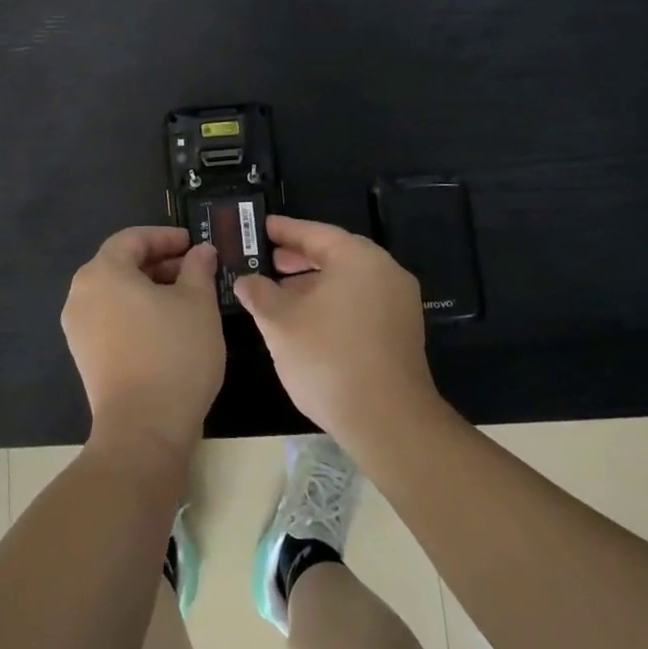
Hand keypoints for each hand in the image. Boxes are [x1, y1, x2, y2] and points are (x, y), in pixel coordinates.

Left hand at [63, 227, 225, 464]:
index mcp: (103, 272)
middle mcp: (81, 294)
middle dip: (158, 262)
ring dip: (148, 288)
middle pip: (120, 264)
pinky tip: (166, 326)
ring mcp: (78, 327)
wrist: (143, 430)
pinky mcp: (84, 356)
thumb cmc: (174, 354)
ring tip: (185, 298)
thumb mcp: (198, 303)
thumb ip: (198, 268)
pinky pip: (110, 318)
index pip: (133, 238)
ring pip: (116, 292)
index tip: (193, 244)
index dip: (165, 237)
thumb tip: (200, 251)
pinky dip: (136, 312)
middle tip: (194, 270)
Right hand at [233, 216, 443, 448]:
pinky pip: (361, 303)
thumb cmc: (328, 358)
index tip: (261, 227)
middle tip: (267, 260)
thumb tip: (246, 280)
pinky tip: (307, 321)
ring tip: (280, 295)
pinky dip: (332, 303)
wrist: (387, 421)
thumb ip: (259, 293)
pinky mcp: (401, 333)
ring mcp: (399, 304)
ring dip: (314, 284)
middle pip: (335, 255)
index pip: (316, 233)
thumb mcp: (280, 322)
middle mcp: (385, 272)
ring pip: (348, 281)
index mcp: (359, 259)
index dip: (284, 230)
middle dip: (298, 258)